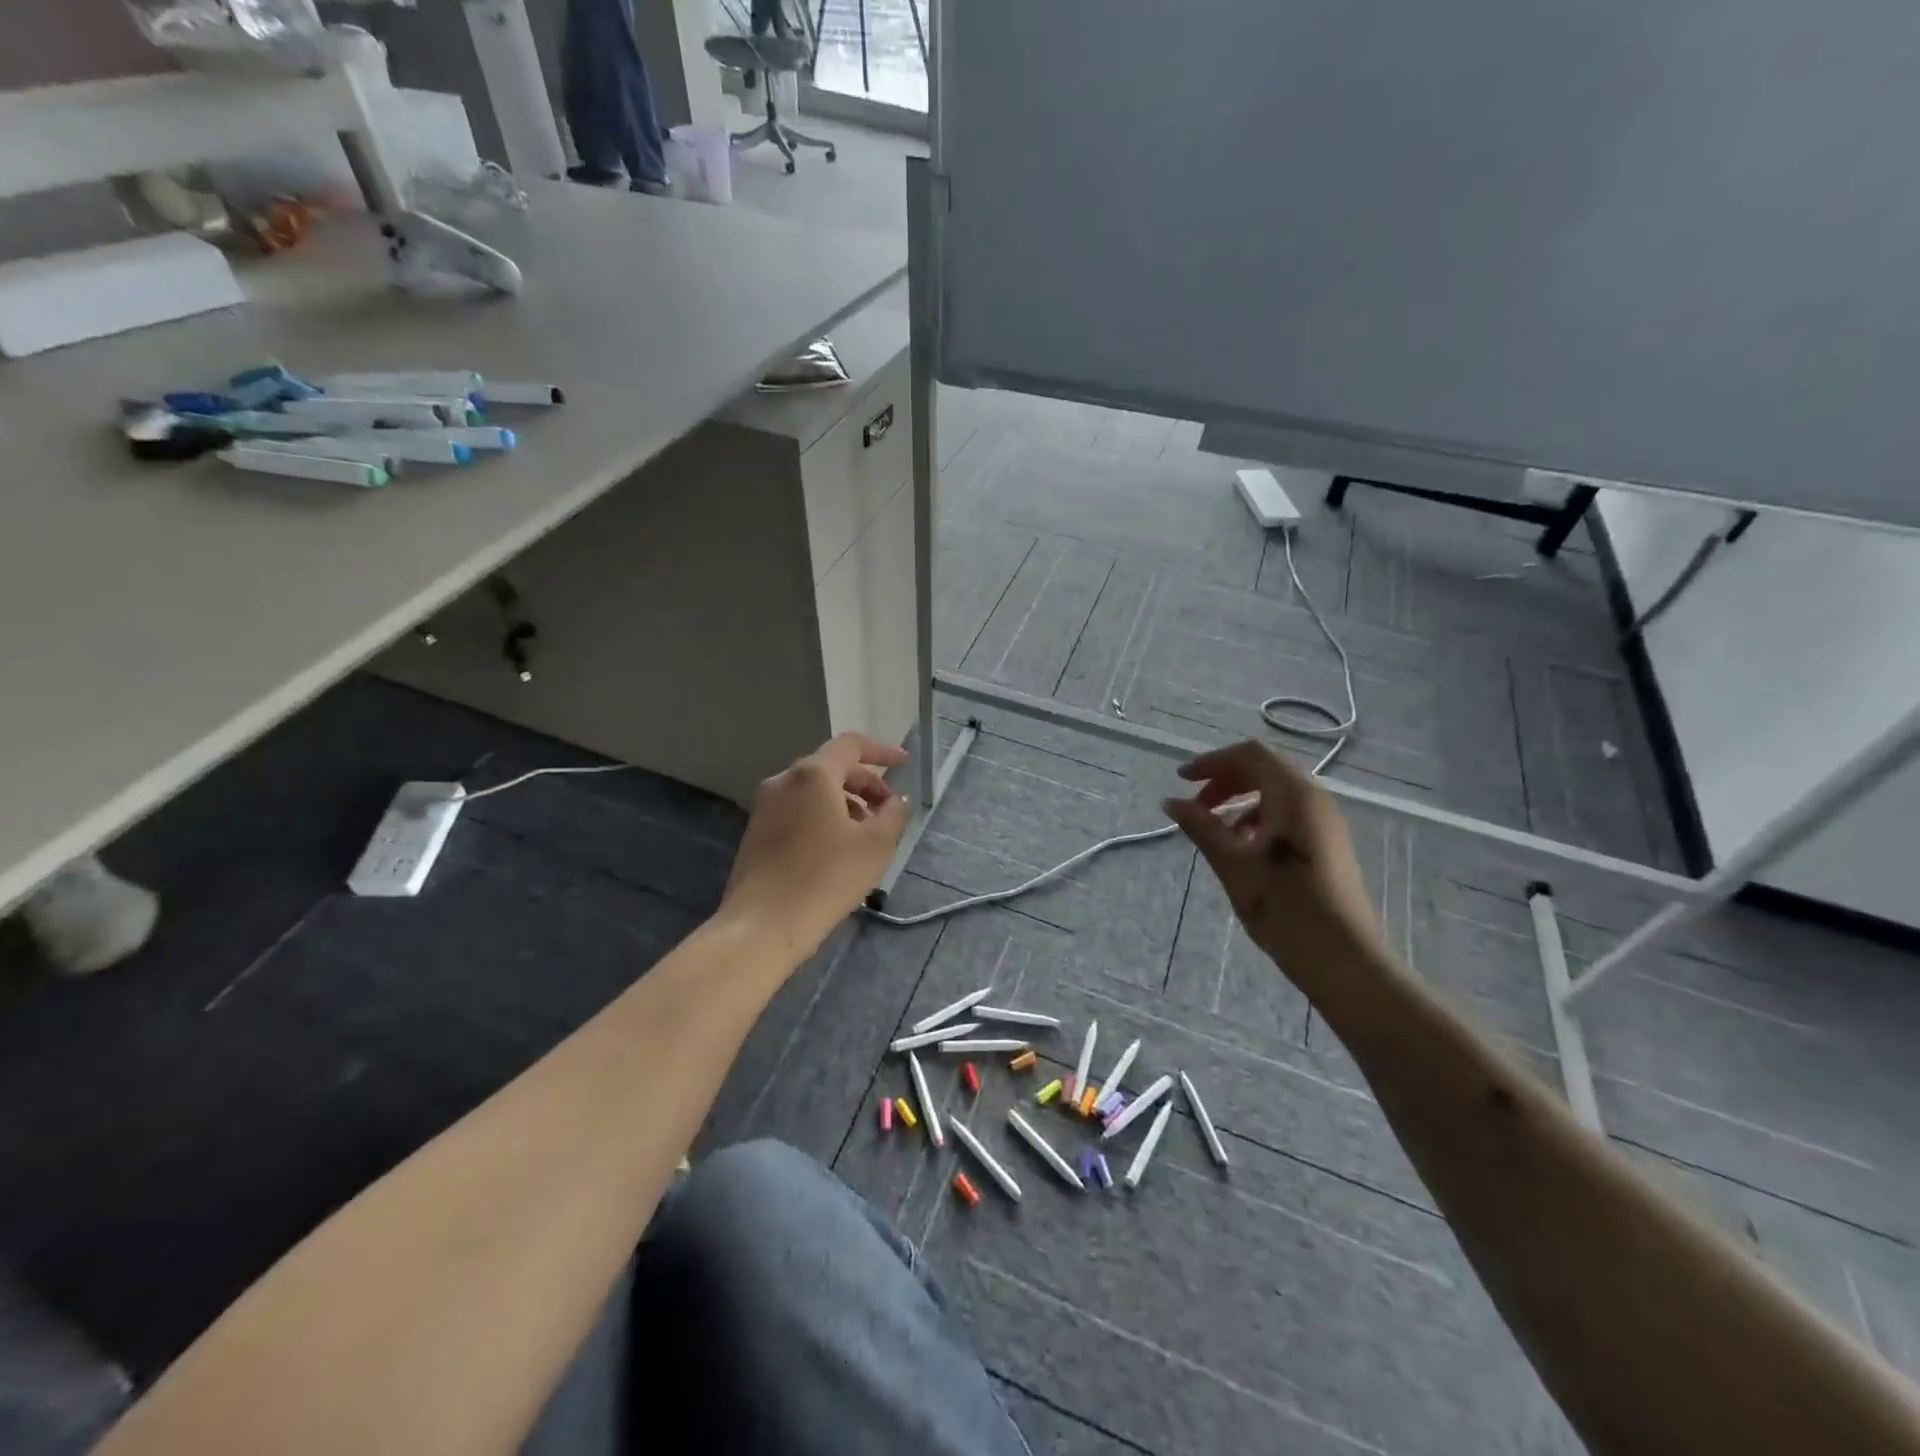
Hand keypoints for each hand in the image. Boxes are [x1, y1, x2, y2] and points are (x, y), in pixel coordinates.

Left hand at [721, 734, 909, 953]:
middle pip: (832, 767)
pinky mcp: (756, 832)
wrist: (762, 925)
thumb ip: (893, 814)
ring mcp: (765, 806)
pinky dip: (823, 817)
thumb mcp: (875, 846)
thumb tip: (894, 801)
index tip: (905, 763)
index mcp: (812, 774)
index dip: (882, 751)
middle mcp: (784, 781)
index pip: (851, 745)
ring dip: (846, 803)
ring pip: (814, 791)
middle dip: (866, 784)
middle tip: (889, 810)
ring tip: (867, 835)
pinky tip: (838, 849)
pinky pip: (798, 810)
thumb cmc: (825, 878)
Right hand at [1163, 741, 1383, 976]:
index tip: (1182, 781)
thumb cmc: (1287, 909)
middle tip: (1196, 804)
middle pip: (1265, 767)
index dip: (1212, 761)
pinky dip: (1258, 815)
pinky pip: (1288, 811)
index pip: (1250, 754)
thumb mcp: (1234, 866)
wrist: (1344, 960)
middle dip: (1226, 779)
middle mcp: (1314, 799)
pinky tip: (1242, 846)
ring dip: (1241, 798)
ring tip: (1214, 828)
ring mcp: (1325, 821)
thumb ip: (1202, 828)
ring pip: (1277, 790)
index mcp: (1294, 796)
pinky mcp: (1327, 842)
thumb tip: (1170, 802)